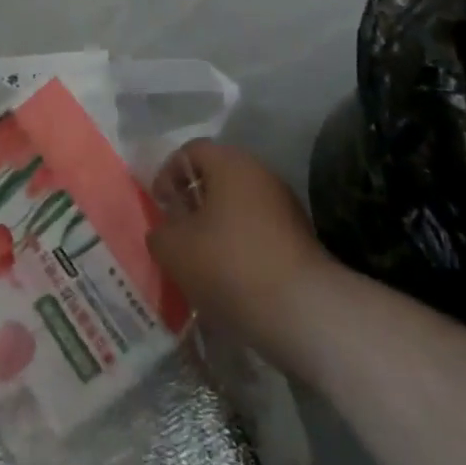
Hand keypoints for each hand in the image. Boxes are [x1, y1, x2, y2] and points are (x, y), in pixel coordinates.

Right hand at [148, 141, 333, 369]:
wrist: (306, 312)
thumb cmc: (231, 265)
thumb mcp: (174, 250)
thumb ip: (160, 232)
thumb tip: (166, 230)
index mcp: (230, 162)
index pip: (190, 151)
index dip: (168, 175)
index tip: (161, 208)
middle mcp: (260, 173)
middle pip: (216, 178)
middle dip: (193, 204)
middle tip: (178, 235)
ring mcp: (285, 205)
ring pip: (238, 207)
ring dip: (217, 228)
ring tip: (202, 263)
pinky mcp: (301, 238)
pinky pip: (259, 232)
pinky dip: (240, 247)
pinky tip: (232, 280)